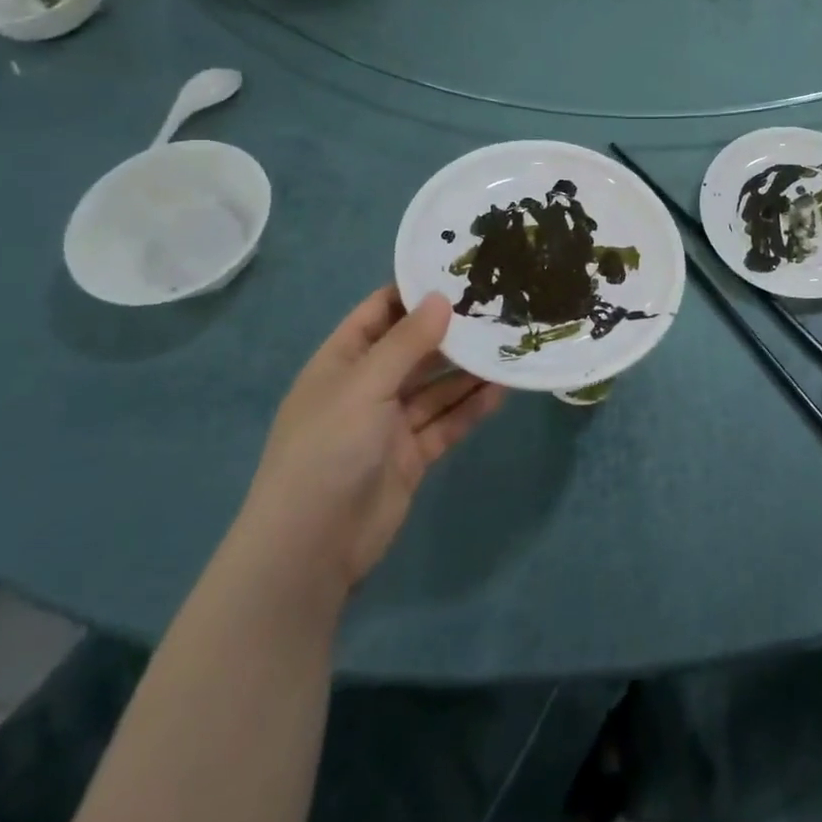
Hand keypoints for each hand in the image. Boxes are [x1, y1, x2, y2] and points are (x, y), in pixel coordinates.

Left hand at [237, 288, 504, 594]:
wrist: (310, 549)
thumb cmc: (327, 451)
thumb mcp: (364, 386)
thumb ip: (406, 342)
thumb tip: (441, 297)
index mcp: (341, 363)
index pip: (379, 313)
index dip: (414, 292)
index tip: (460, 272)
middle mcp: (366, 388)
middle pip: (415, 349)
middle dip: (452, 331)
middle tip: (500, 306)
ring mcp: (390, 424)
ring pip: (437, 386)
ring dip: (469, 370)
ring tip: (511, 344)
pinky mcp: (412, 455)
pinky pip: (447, 422)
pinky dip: (472, 406)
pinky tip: (504, 390)